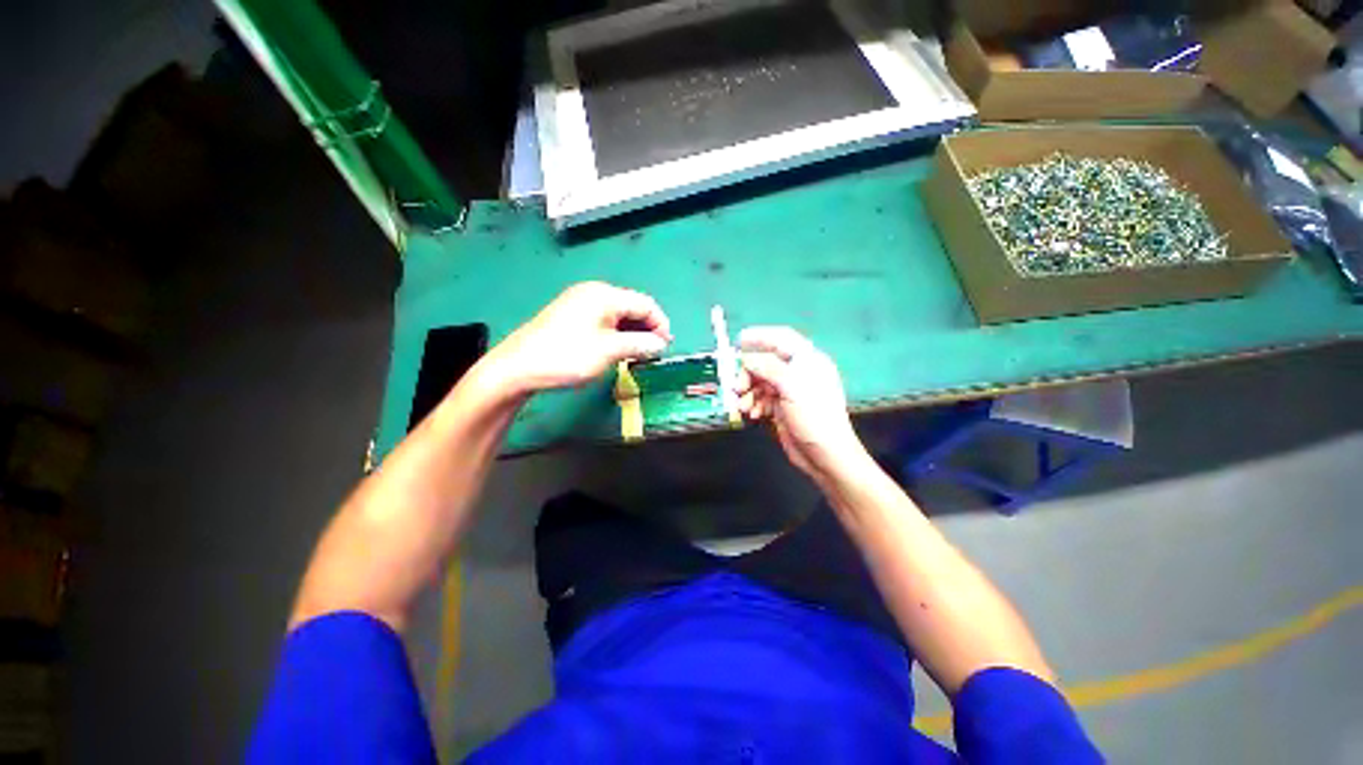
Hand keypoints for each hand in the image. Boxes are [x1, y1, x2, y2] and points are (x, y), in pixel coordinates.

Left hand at [478, 282, 671, 395]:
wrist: (517, 368)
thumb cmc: (566, 357)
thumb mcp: (609, 351)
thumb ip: (639, 344)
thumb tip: (661, 344)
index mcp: (604, 295)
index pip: (645, 304)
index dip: (660, 324)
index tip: (666, 347)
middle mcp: (593, 293)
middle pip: (632, 307)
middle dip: (647, 329)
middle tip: (653, 353)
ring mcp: (579, 303)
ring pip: (618, 315)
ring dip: (632, 333)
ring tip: (638, 355)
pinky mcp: (570, 316)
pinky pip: (603, 321)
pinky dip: (616, 334)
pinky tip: (618, 349)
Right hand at [736, 327, 868, 481]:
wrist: (825, 456)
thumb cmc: (814, 417)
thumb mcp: (792, 387)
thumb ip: (767, 368)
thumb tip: (746, 358)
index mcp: (807, 360)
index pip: (782, 338)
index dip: (760, 336)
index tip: (738, 341)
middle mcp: (797, 372)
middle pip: (765, 362)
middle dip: (748, 373)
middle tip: (737, 387)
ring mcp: (789, 390)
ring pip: (760, 381)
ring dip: (748, 391)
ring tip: (743, 406)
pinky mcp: (781, 407)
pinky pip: (761, 398)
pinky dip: (753, 403)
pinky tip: (753, 414)